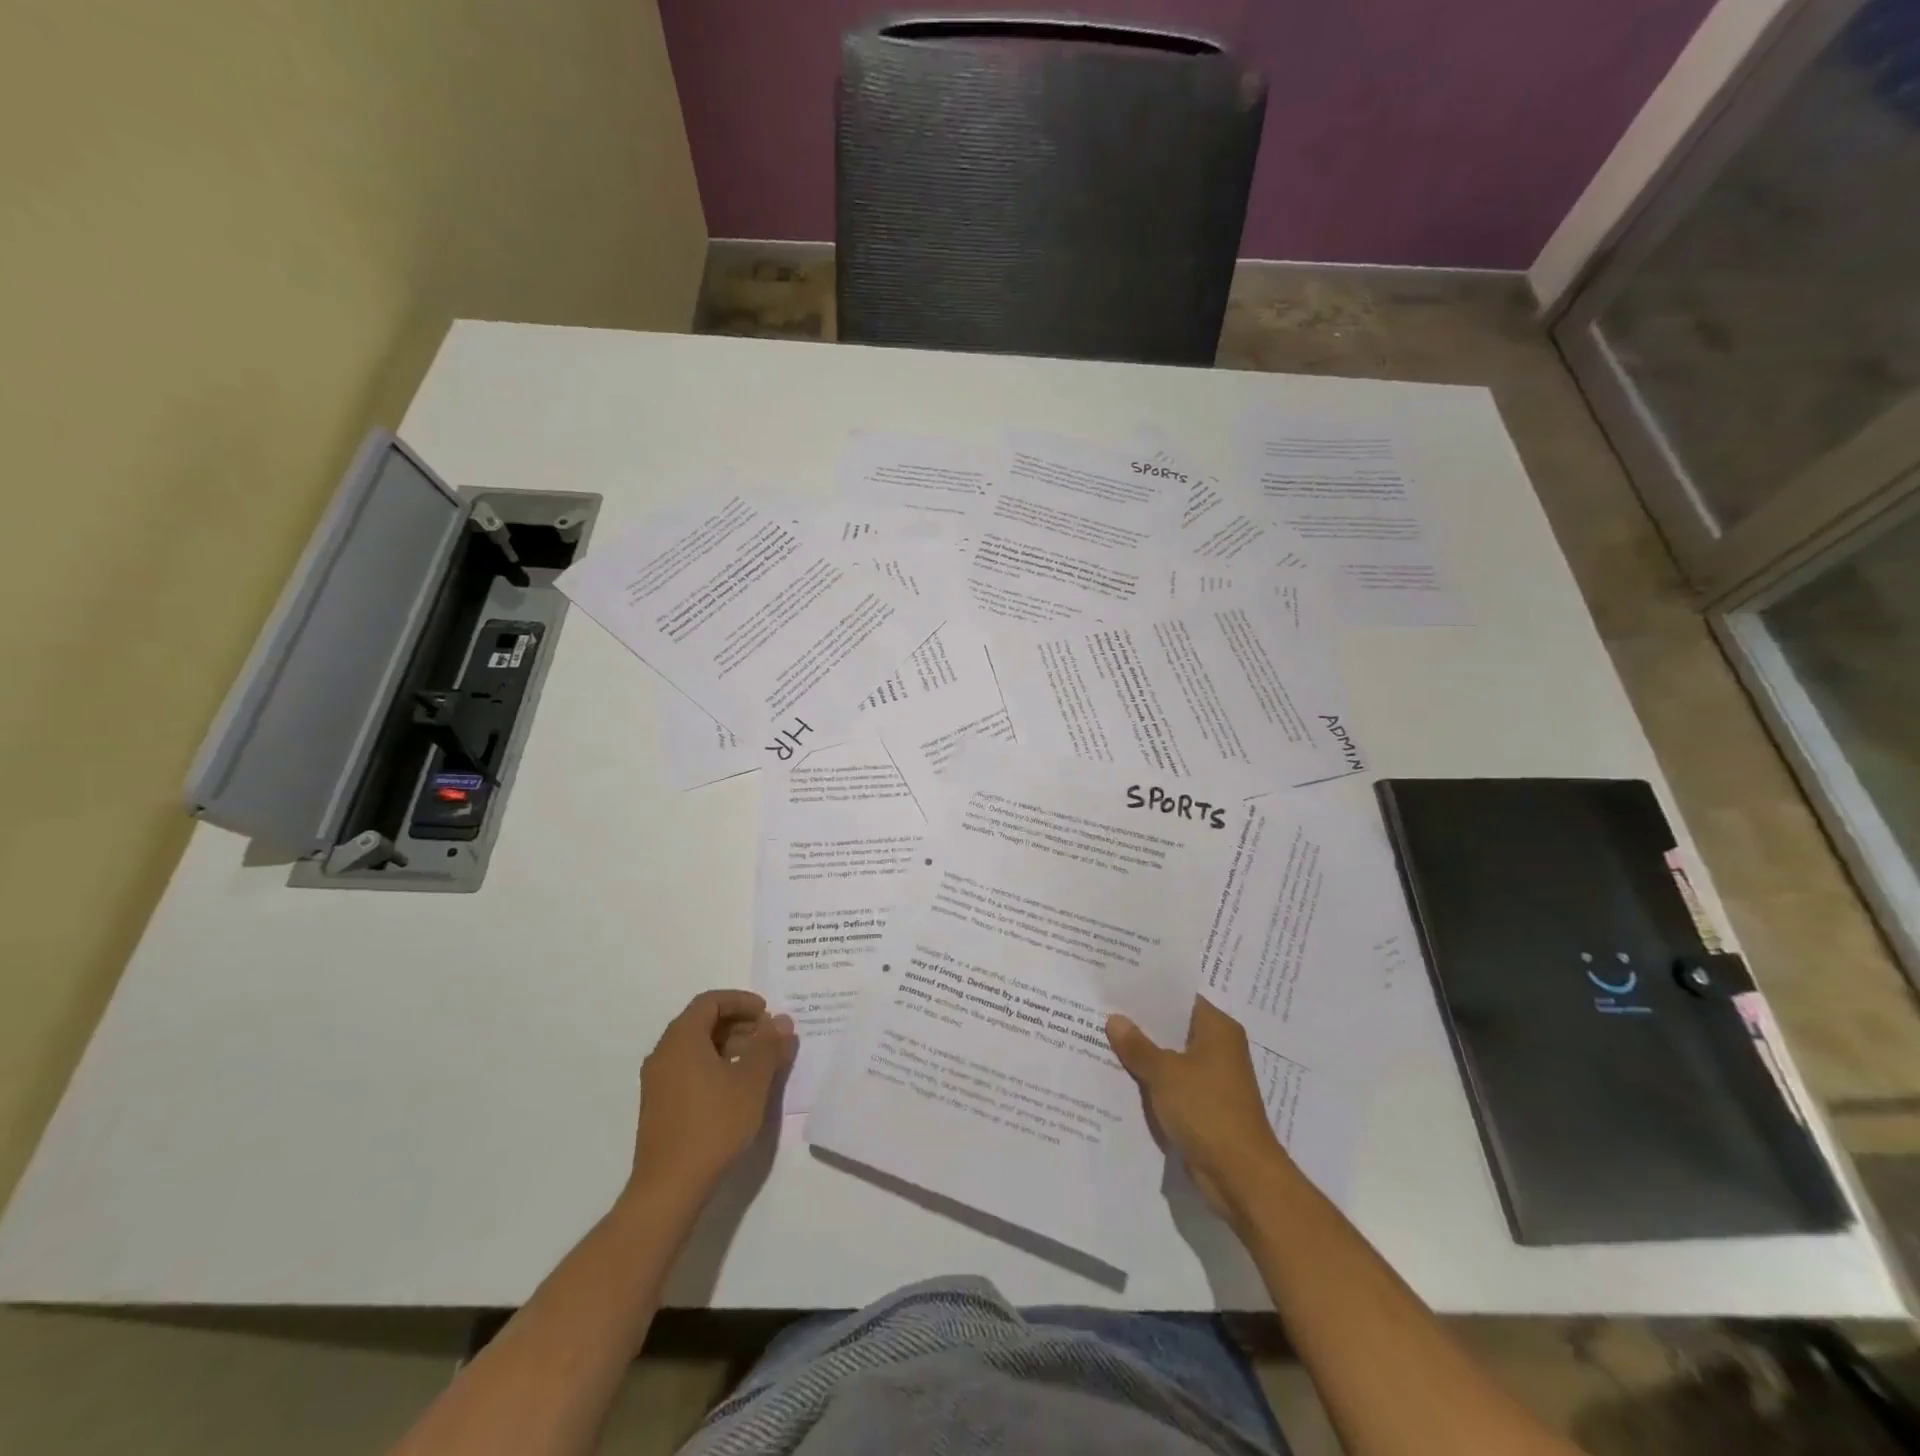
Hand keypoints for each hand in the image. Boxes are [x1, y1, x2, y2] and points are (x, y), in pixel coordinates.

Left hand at [627, 990, 795, 1205]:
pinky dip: (714, 1066)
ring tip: (757, 1064)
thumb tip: (781, 1021)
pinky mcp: (659, 1107)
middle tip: (768, 1038)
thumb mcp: (751, 1081)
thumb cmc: (713, 1124)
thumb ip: (768, 1046)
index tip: (767, 1014)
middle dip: (738, 1023)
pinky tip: (736, 1089)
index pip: (711, 1001)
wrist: (669, 1187)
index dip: (741, 1001)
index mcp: (682, 1039)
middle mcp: (664, 1053)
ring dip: (728, 1046)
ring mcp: (657, 1082)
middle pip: (701, 1022)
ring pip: (695, 1048)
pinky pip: (688, 1070)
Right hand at [1107, 996, 1288, 1222]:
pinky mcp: (1205, 1107)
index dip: (1149, 992)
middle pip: (1174, 1028)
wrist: (1240, 1177)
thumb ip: (1138, 1046)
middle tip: (1102, 1010)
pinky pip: (1172, 1085)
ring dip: (1144, 1056)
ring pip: (1171, 1058)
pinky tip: (1120, 1078)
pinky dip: (1152, 1082)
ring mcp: (1213, 1080)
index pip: (1180, 999)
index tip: (1117, 986)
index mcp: (1218, 1029)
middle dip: (1141, 1025)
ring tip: (1102, 1040)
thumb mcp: (1165, 1073)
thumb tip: (1114, 1019)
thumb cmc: (1207, 1110)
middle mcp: (1219, 1049)